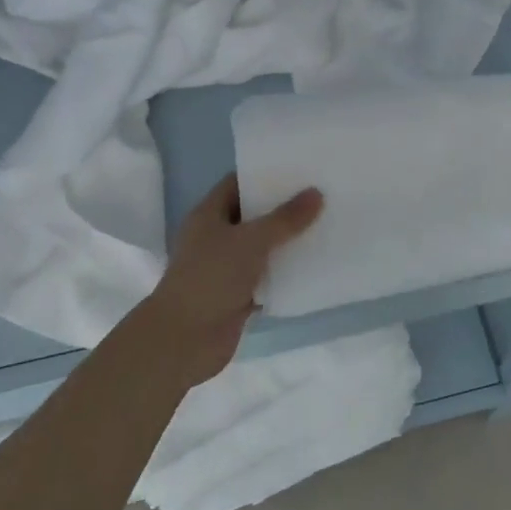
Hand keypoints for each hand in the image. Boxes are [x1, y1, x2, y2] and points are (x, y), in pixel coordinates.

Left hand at [135, 175, 323, 385]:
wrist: (184, 340)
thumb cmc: (210, 277)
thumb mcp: (251, 240)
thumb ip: (285, 219)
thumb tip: (316, 193)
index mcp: (209, 214)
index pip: (238, 183)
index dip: (266, 175)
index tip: (300, 170)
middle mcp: (216, 237)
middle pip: (254, 215)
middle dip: (284, 208)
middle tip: (322, 195)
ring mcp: (226, 268)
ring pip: (263, 248)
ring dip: (288, 242)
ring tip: (326, 226)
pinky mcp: (238, 296)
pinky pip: (267, 278)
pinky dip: (286, 274)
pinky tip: (316, 266)